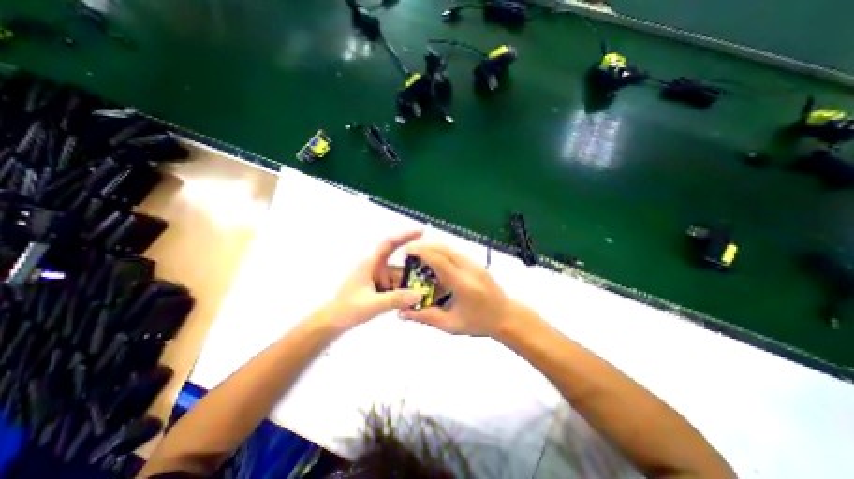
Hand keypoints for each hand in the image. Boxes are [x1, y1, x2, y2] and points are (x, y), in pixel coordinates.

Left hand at [327, 231, 425, 329]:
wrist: (333, 323)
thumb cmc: (347, 310)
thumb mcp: (371, 305)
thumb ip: (395, 299)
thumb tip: (419, 295)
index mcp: (370, 264)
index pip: (388, 244)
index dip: (404, 235)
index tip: (421, 232)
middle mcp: (376, 267)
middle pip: (399, 261)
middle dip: (415, 264)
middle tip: (434, 268)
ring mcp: (378, 278)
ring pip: (399, 275)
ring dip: (411, 282)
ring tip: (429, 287)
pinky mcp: (379, 287)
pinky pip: (396, 285)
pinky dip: (405, 290)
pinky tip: (415, 298)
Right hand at [400, 243, 520, 337]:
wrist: (506, 316)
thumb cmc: (479, 322)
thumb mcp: (450, 324)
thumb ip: (425, 317)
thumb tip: (401, 312)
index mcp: (463, 284)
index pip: (440, 261)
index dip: (422, 252)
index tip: (406, 251)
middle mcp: (469, 269)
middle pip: (444, 248)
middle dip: (424, 246)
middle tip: (408, 252)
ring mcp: (474, 263)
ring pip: (450, 247)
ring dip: (432, 247)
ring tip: (418, 255)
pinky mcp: (476, 262)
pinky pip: (455, 252)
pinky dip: (441, 251)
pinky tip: (433, 260)